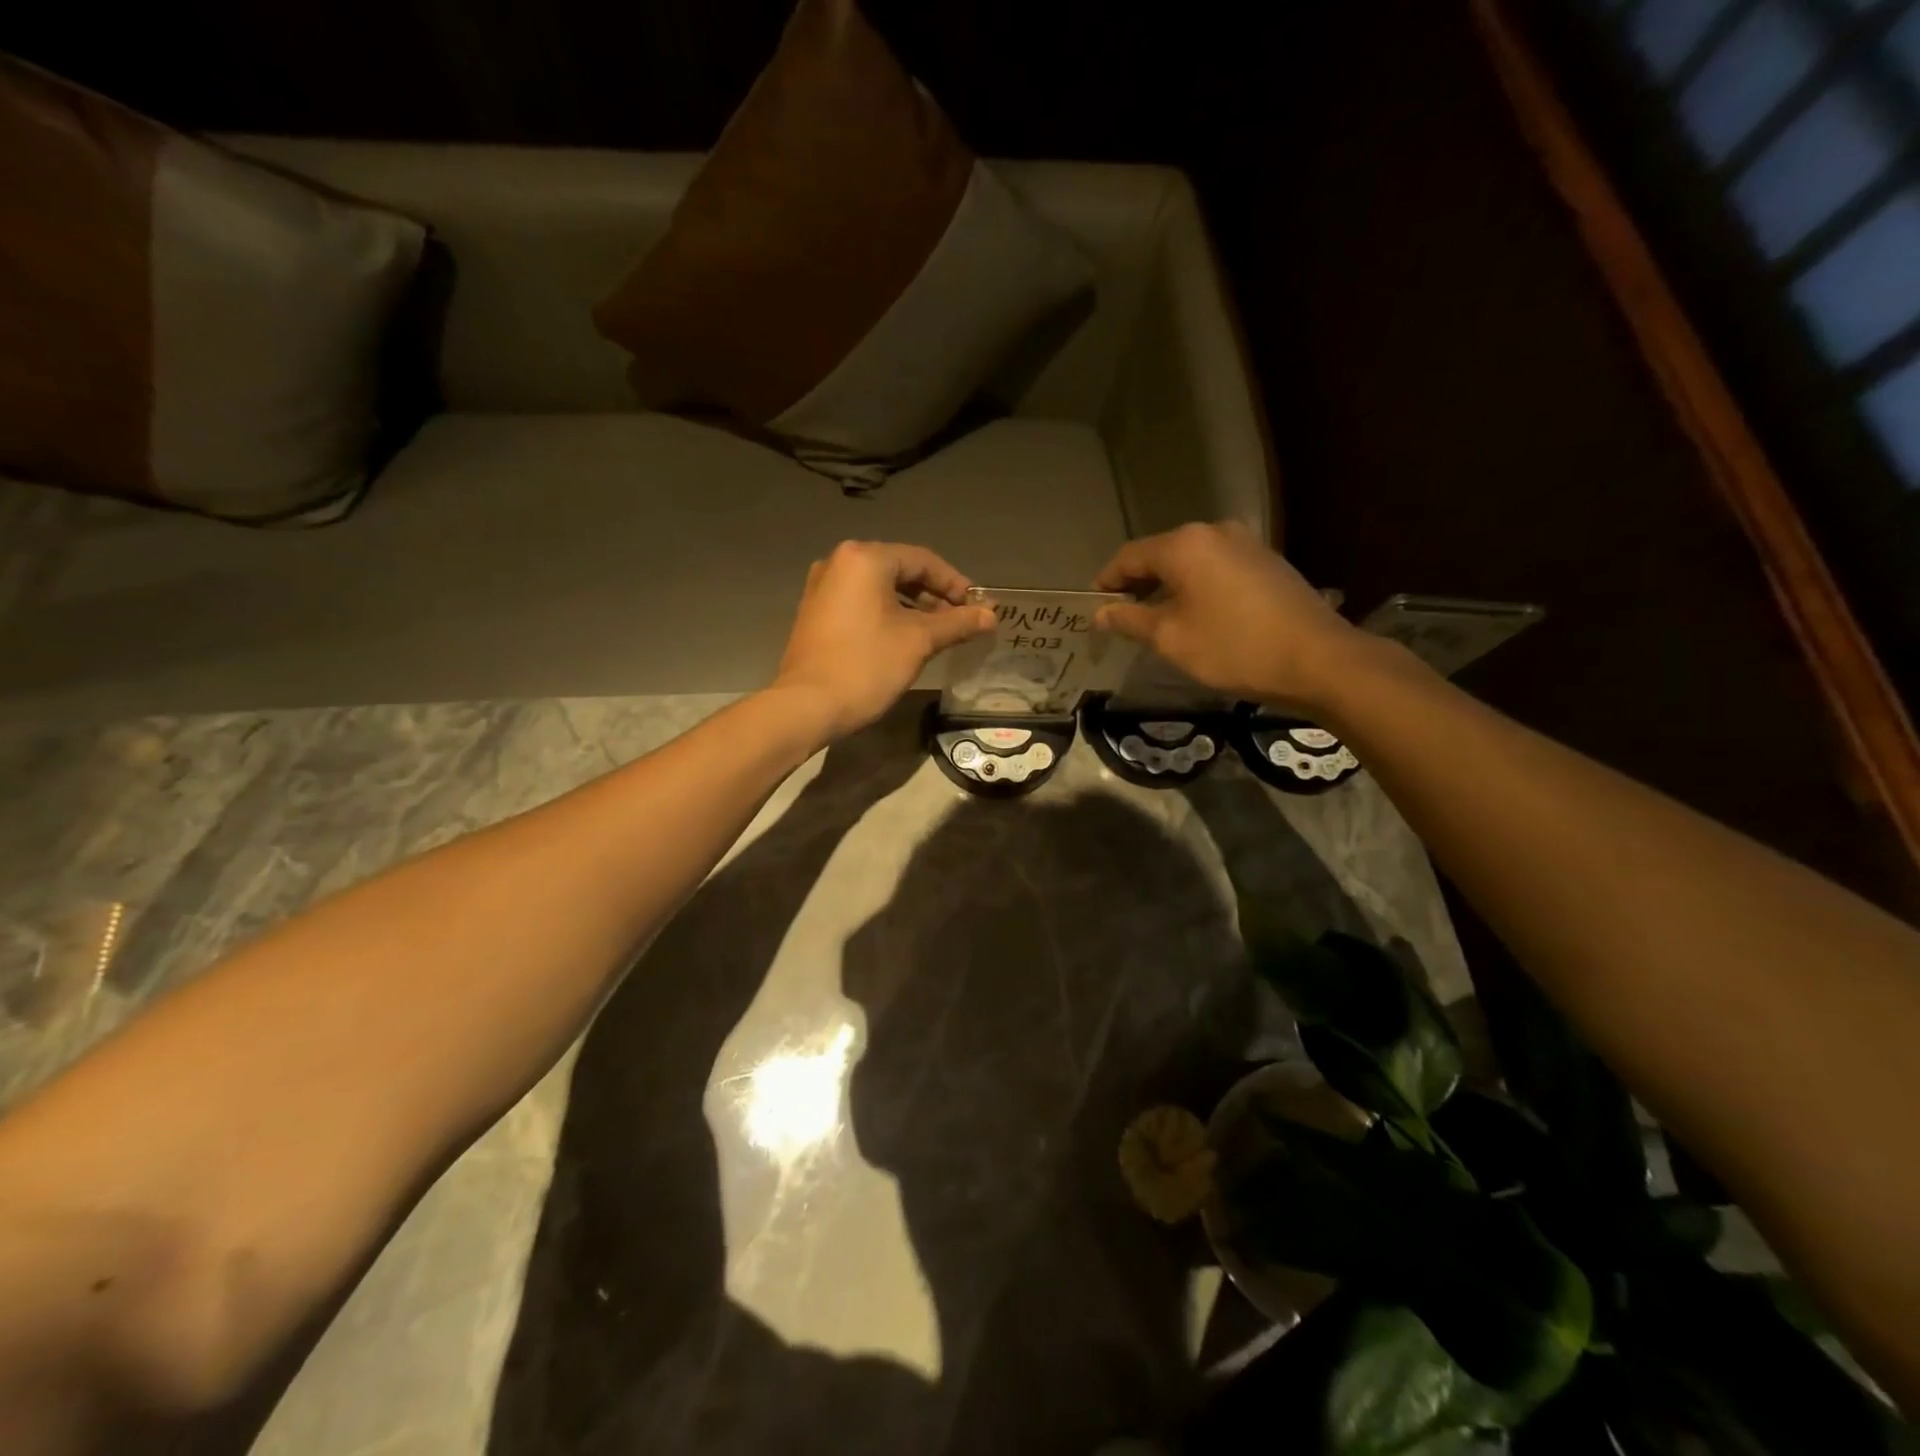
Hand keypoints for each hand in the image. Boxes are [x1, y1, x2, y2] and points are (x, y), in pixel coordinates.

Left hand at [774, 541, 994, 741]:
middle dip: (934, 595)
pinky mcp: (815, 612)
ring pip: (879, 588)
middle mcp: (838, 562)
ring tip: (937, 632)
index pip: (923, 560)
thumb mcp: (919, 641)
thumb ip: (957, 623)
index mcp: (865, 558)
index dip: (955, 583)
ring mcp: (822, 587)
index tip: (977, 607)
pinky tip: (904, 637)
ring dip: (912, 606)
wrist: (807, 705)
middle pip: (899, 570)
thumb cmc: (867, 665)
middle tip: (961, 620)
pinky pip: (860, 602)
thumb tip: (991, 616)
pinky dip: (886, 614)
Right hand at [1093, 522, 1361, 708]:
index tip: (1094, 607)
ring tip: (1157, 621)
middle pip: (1161, 555)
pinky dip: (1197, 588)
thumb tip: (1100, 613)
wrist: (1317, 659)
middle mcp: (1214, 532)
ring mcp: (1246, 543)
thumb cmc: (1233, 648)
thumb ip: (1130, 620)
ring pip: (1191, 562)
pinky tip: (1197, 616)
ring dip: (1168, 587)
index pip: (1129, 556)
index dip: (1107, 581)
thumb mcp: (1171, 639)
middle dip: (1138, 584)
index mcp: (1184, 545)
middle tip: (1122, 617)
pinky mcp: (1267, 561)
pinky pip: (1217, 569)